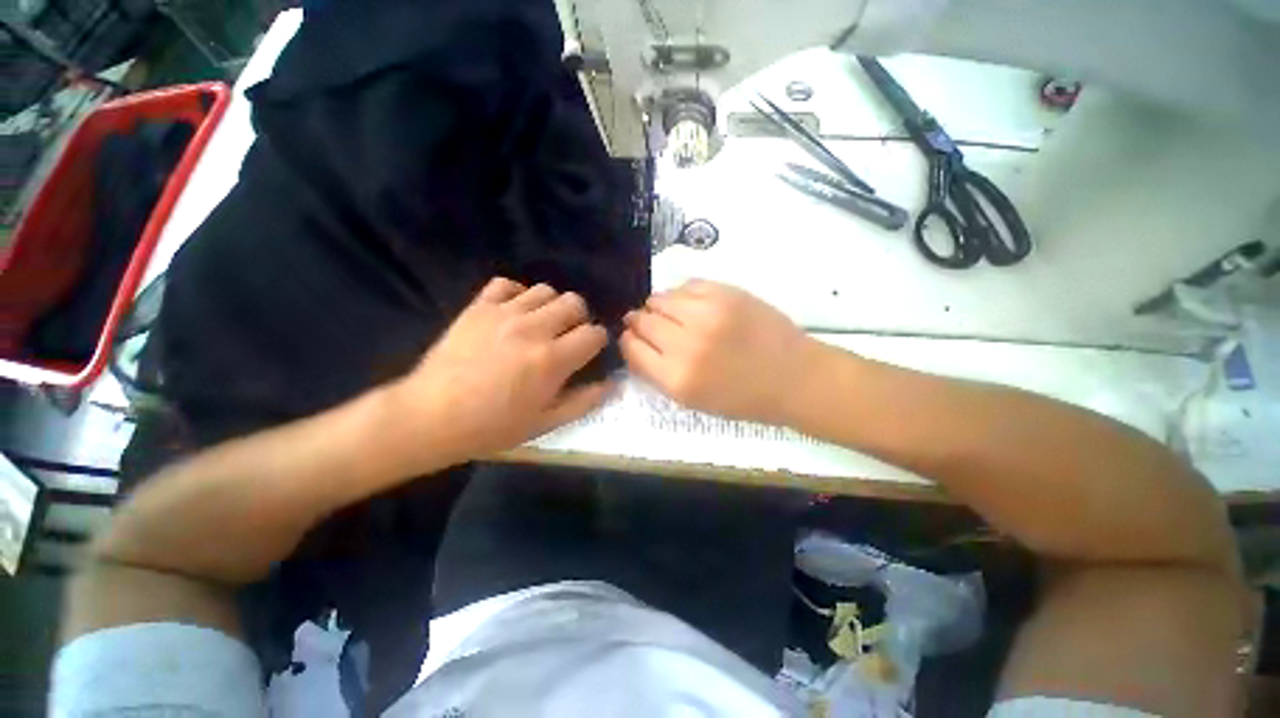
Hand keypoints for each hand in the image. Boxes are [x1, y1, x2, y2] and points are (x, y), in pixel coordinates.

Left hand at [382, 278, 612, 469]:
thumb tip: (612, 384)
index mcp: (552, 359)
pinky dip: (517, 294)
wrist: (430, 417)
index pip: (594, 333)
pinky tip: (514, 312)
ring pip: (545, 290)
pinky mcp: (478, 307)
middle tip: (567, 337)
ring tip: (542, 324)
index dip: (597, 341)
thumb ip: (584, 402)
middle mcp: (533, 329)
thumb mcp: (545, 424)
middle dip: (579, 319)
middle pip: (574, 302)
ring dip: (552, 306)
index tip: (589, 352)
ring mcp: (504, 314)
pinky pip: (506, 284)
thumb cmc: (492, 426)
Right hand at [620, 280, 819, 424]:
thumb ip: (657, 372)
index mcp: (676, 378)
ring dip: (660, 306)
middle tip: (652, 325)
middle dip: (640, 322)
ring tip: (675, 315)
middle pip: (642, 320)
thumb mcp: (692, 400)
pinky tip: (694, 305)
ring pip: (660, 298)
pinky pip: (686, 285)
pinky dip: (683, 295)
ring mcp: (707, 314)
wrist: (793, 377)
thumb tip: (635, 341)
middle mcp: (686, 344)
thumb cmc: (742, 397)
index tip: (634, 339)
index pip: (631, 348)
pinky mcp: (726, 293)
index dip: (629, 341)